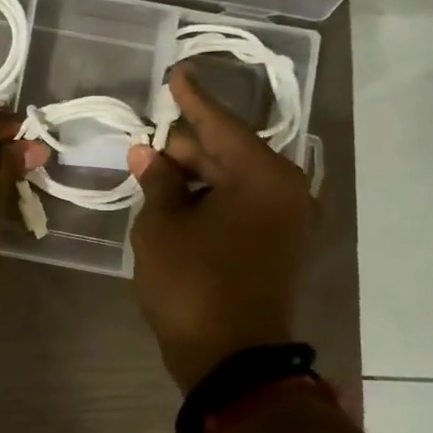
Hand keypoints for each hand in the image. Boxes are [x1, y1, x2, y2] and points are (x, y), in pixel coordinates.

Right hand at [126, 65, 313, 392]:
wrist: (233, 361)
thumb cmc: (194, 285)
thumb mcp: (162, 226)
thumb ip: (157, 181)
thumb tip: (149, 153)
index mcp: (262, 176)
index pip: (219, 124)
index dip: (191, 98)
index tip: (176, 72)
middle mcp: (284, 190)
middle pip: (227, 150)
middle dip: (185, 144)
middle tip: (147, 140)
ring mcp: (285, 220)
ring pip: (231, 179)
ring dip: (194, 174)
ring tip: (153, 170)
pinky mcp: (276, 245)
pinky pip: (239, 204)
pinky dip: (208, 198)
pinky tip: (174, 198)